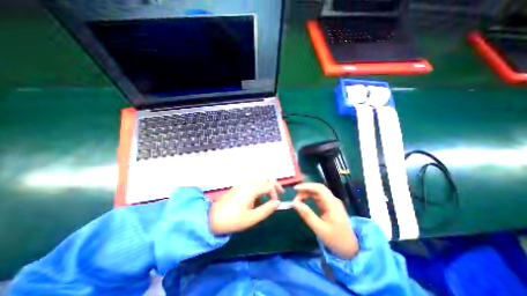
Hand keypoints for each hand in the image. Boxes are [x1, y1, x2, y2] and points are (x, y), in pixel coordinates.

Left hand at [209, 179, 283, 233]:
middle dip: (274, 186)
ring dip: (266, 188)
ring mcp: (242, 183)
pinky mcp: (238, 186)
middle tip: (278, 195)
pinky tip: (256, 200)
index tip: (276, 203)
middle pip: (265, 179)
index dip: (276, 193)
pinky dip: (259, 189)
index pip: (269, 185)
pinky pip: (253, 184)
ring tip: (266, 201)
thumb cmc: (232, 220)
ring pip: (259, 181)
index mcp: (251, 188)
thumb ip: (267, 209)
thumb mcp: (252, 218)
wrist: (211, 218)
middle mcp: (248, 182)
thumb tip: (277, 203)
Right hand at [292, 182, 358, 258]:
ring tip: (298, 200)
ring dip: (307, 193)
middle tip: (295, 198)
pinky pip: (318, 197)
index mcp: (333, 204)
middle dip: (305, 190)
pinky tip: (304, 201)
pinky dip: (310, 197)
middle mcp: (333, 200)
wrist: (351, 248)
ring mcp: (332, 202)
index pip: (319, 189)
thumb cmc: (336, 240)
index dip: (306, 186)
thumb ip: (307, 215)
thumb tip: (294, 203)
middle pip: (318, 188)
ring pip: (318, 192)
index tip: (295, 189)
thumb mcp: (319, 229)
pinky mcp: (330, 205)